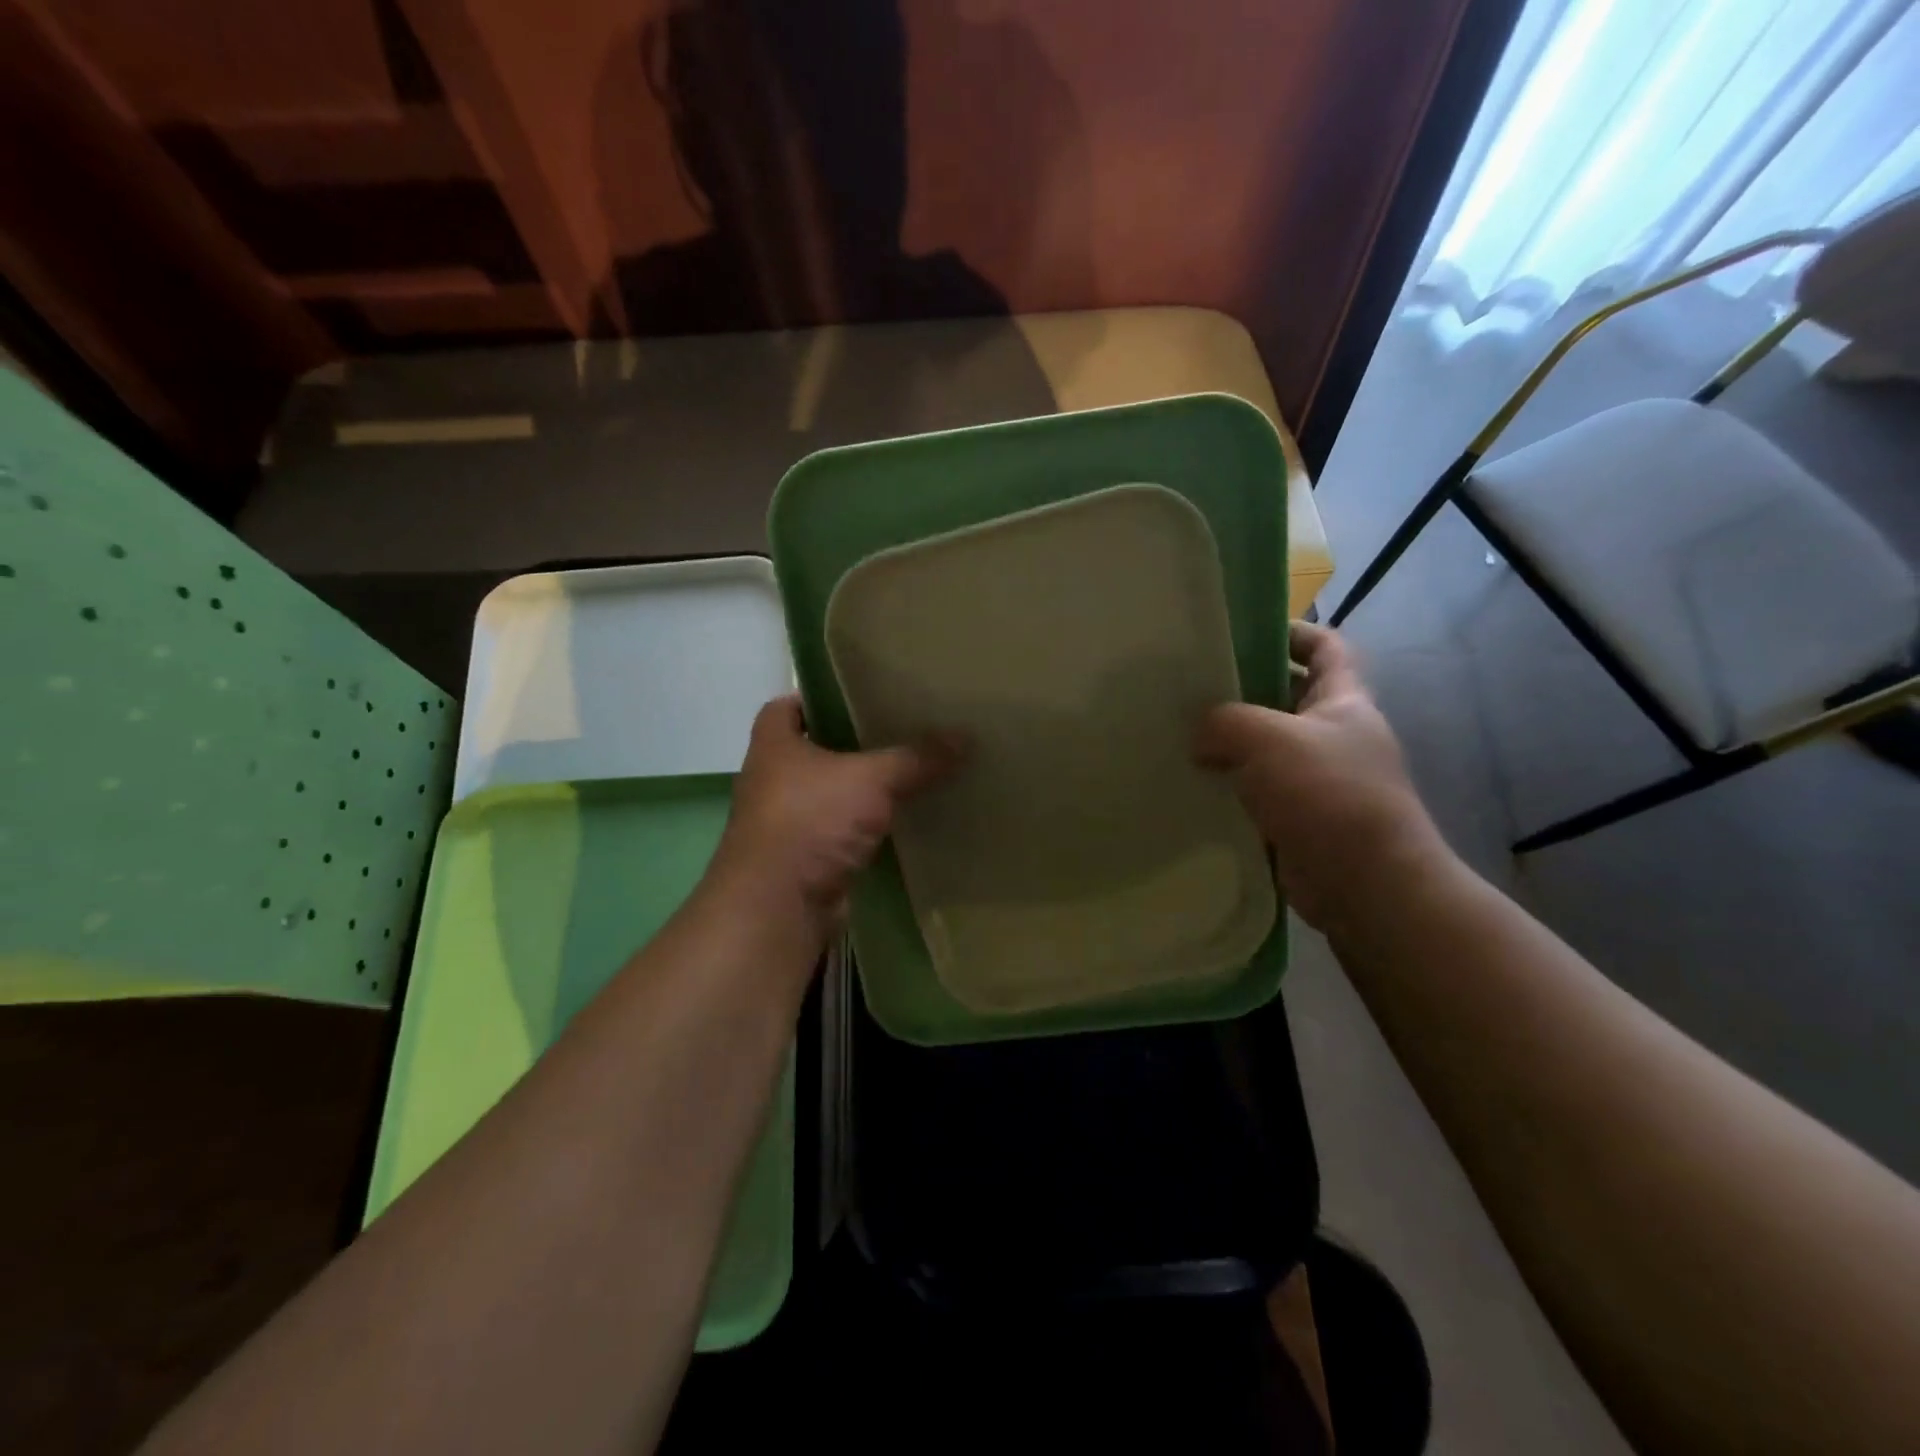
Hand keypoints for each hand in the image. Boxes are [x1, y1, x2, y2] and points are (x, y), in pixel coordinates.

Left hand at [710, 695, 959, 944]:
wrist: (778, 906)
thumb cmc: (811, 820)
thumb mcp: (872, 779)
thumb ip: (916, 758)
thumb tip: (965, 736)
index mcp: (773, 745)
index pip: (787, 707)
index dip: (818, 698)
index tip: (859, 695)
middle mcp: (773, 778)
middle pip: (815, 749)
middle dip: (852, 743)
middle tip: (899, 729)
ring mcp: (787, 821)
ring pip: (830, 793)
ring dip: (861, 788)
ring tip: (910, 771)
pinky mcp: (805, 857)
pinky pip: (841, 830)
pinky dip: (866, 825)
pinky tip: (902, 818)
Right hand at [1195, 622, 1450, 932]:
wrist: (1366, 885)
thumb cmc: (1328, 795)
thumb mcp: (1269, 739)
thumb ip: (1224, 722)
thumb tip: (1199, 737)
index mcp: (1344, 701)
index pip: (1326, 647)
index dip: (1293, 631)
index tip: (1245, 630)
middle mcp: (1333, 735)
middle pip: (1287, 696)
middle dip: (1244, 688)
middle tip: (1191, 685)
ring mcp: (1316, 780)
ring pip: (1265, 747)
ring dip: (1228, 742)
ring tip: (1178, 734)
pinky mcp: (1296, 818)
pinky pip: (1255, 790)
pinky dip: (1228, 786)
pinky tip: (1191, 784)